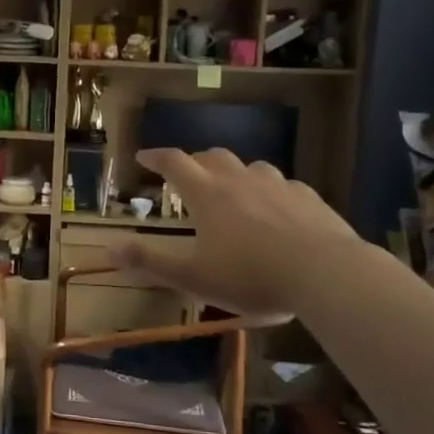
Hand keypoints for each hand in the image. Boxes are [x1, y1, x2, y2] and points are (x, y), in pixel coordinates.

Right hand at [108, 148, 364, 315]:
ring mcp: (277, 185)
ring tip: (233, 190)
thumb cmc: (251, 276)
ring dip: (235, 172)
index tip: (142, 157)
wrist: (325, 273)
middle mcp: (240, 179)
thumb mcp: (193, 277)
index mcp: (207, 194)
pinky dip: (270, 191)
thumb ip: (151, 262)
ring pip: (251, 166)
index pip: (173, 162)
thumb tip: (109, 249)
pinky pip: (284, 185)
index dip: (155, 157)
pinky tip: (277, 210)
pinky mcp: (308, 198)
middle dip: (195, 161)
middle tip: (187, 174)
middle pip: (212, 156)